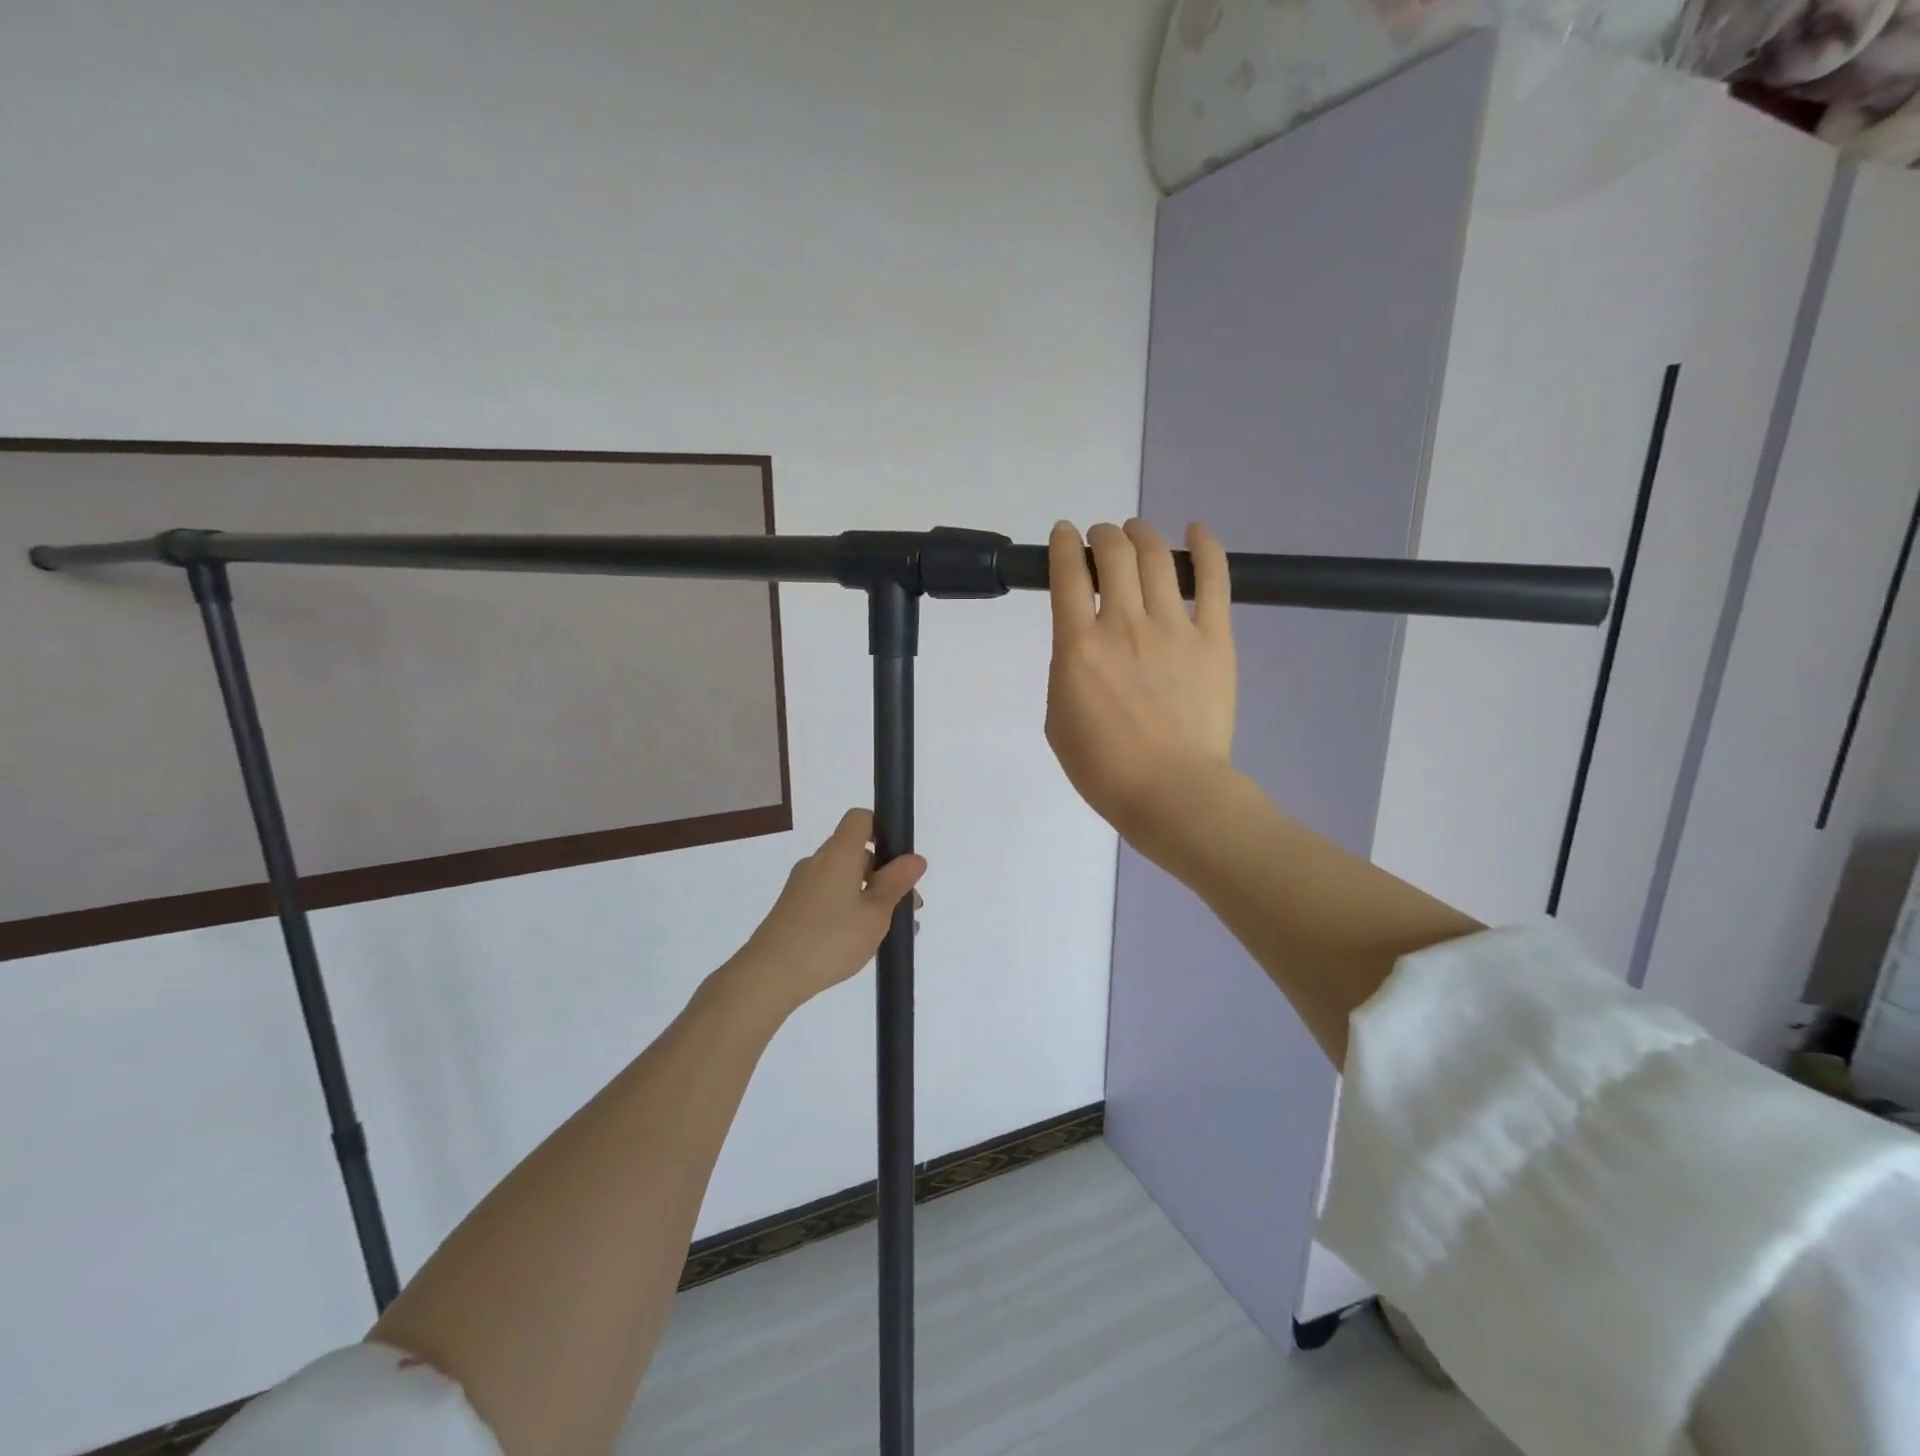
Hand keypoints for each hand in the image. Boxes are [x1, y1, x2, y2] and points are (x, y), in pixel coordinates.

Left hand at [733, 809, 926, 1009]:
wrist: (770, 975)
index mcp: (838, 853)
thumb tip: (915, 858)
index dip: (882, 829)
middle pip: (855, 852)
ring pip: (843, 878)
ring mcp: (801, 885)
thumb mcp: (875, 914)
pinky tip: (859, 940)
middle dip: (883, 874)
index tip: (899, 860)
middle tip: (905, 908)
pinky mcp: (792, 907)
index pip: (860, 819)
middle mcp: (817, 861)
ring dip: (868, 895)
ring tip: (888, 930)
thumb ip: (896, 883)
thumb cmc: (831, 939)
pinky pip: (828, 896)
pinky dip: (848, 907)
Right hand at [1045, 519, 1237, 853]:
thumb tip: (1082, 645)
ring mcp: (1173, 627)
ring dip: (1141, 535)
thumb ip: (1066, 671)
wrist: (1171, 792)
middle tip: (1101, 541)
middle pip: (1114, 554)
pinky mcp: (1214, 638)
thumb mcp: (1058, 720)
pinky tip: (1197, 530)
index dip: (1064, 545)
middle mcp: (1123, 624)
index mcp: (1078, 646)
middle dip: (1102, 536)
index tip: (1065, 536)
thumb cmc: (1104, 768)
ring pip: (1157, 557)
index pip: (1068, 574)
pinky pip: (1214, 580)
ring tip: (1136, 533)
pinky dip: (1207, 548)